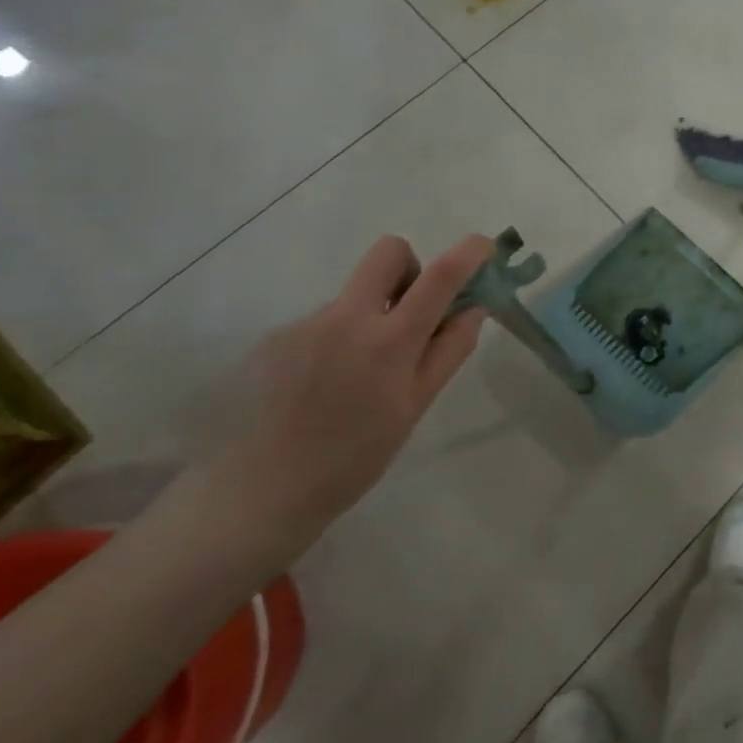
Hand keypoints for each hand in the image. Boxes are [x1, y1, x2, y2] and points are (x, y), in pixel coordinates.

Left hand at [205, 235, 492, 555]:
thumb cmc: (354, 457)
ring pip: (356, 293)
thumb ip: (449, 350)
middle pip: (388, 251)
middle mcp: (347, 317)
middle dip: (411, 268)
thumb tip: (473, 309)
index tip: (484, 248)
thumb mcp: (416, 407)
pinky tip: (326, 384)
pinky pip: (326, 320)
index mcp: (390, 340)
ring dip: (373, 314)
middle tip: (413, 312)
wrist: (258, 494)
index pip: (441, 275)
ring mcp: (307, 323)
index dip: (470, 251)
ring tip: (359, 375)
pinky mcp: (277, 337)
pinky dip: (340, 338)